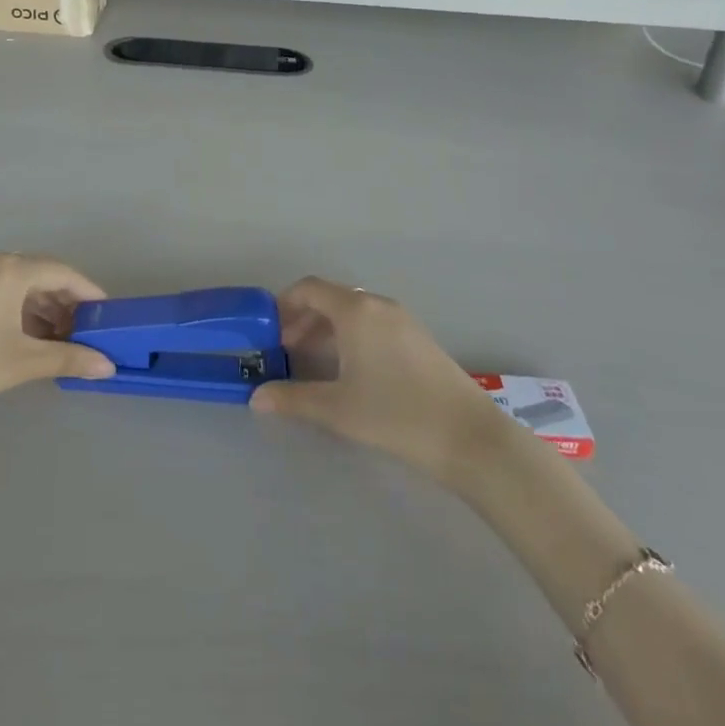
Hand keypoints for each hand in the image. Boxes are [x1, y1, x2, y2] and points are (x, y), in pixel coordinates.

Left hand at [0, 254, 114, 444]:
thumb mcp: (21, 363)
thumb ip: (68, 359)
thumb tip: (108, 366)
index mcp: (10, 269)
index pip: (63, 272)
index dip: (89, 292)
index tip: (108, 317)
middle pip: (43, 276)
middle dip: (67, 304)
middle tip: (87, 334)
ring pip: (22, 287)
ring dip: (45, 311)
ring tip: (62, 343)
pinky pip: (3, 294)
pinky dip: (23, 314)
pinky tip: (31, 342)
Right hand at [250, 277, 502, 485]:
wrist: (468, 436)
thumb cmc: (396, 414)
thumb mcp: (337, 408)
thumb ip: (293, 399)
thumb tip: (256, 398)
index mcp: (355, 310)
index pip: (309, 288)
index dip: (284, 304)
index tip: (269, 331)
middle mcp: (377, 304)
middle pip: (330, 298)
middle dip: (303, 319)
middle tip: (285, 351)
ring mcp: (402, 319)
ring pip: (353, 312)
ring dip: (327, 329)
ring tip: (312, 363)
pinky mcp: (418, 338)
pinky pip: (373, 323)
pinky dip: (351, 336)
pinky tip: (349, 371)